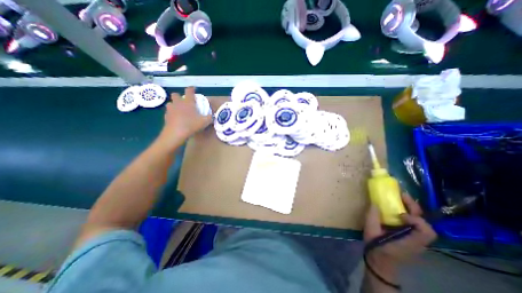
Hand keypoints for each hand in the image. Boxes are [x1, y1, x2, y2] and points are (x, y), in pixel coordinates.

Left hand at [158, 86, 210, 147]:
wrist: (176, 133)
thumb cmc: (191, 125)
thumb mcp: (205, 122)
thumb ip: (210, 117)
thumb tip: (213, 115)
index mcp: (188, 102)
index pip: (189, 91)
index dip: (191, 88)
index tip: (193, 89)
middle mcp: (178, 103)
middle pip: (175, 94)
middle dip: (179, 96)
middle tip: (184, 102)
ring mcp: (171, 109)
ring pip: (170, 103)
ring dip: (174, 105)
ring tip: (179, 110)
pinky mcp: (166, 117)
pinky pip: (168, 112)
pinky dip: (172, 114)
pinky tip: (176, 119)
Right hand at [364, 194, 436, 279]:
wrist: (381, 262)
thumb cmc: (376, 247)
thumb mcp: (370, 232)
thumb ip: (372, 218)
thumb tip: (375, 203)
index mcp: (409, 242)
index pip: (426, 231)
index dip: (415, 220)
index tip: (399, 214)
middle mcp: (417, 241)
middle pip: (425, 223)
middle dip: (414, 207)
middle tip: (402, 195)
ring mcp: (416, 239)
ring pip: (421, 222)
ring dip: (411, 209)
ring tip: (400, 198)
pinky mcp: (411, 236)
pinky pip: (414, 223)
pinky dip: (408, 213)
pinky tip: (397, 208)